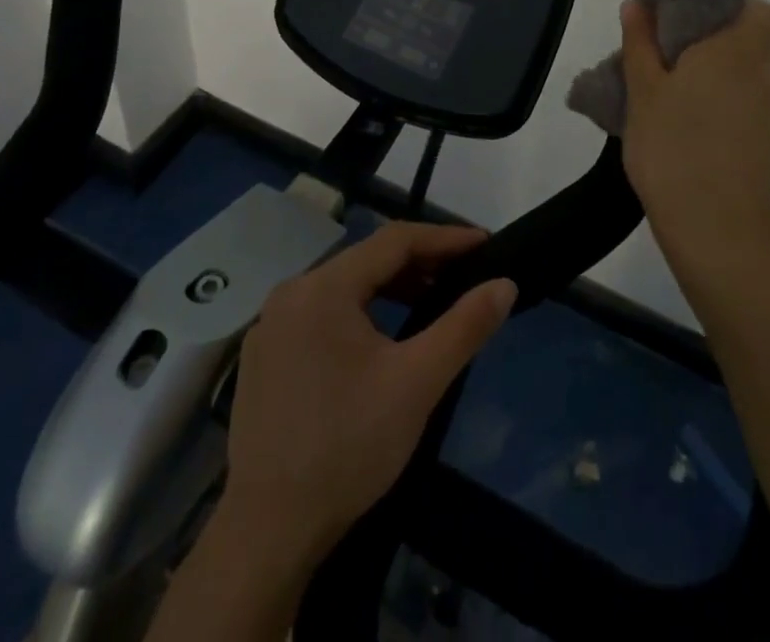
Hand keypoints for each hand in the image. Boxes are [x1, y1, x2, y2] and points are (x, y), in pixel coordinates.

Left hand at [221, 222, 518, 565]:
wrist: (267, 532)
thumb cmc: (348, 447)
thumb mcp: (417, 383)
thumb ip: (465, 326)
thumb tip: (505, 283)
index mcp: (323, 287)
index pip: (394, 240)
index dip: (444, 238)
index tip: (484, 244)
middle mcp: (292, 292)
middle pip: (367, 260)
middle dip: (420, 263)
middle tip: (464, 275)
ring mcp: (271, 325)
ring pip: (344, 287)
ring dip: (390, 289)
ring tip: (431, 303)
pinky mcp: (264, 356)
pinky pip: (322, 313)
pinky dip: (360, 312)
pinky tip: (382, 339)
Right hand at [620, 0, 769, 296]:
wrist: (716, 234)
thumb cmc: (674, 150)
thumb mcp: (643, 91)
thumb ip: (640, 42)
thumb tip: (638, 2)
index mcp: (737, 52)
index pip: (760, 9)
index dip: (728, 5)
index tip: (685, 16)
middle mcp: (760, 76)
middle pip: (749, 38)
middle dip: (709, 35)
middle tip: (663, 48)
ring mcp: (764, 112)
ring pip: (743, 71)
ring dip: (710, 68)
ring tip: (661, 85)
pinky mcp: (759, 142)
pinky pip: (740, 101)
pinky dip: (715, 98)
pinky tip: (677, 120)